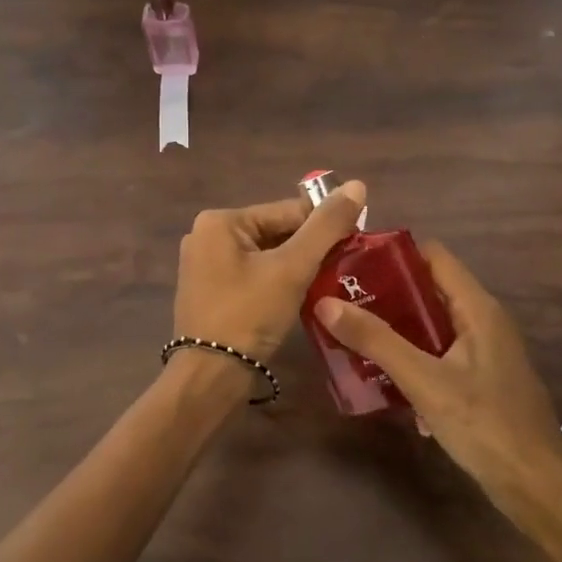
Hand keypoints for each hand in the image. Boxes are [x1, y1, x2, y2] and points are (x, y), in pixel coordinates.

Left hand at [174, 182, 367, 365]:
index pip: (286, 211)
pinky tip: (299, 298)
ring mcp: (204, 266)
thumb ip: (326, 226)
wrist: (210, 377)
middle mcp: (206, 236)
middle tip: (344, 268)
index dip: (324, 226)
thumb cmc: (249, 314)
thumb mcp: (292, 268)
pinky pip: (251, 275)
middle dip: (308, 249)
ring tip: (327, 283)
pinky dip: (275, 282)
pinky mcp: (208, 292)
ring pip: (264, 255)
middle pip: (274, 232)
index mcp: (220, 221)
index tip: (356, 242)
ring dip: (294, 267)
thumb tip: (357, 184)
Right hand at [316, 243, 561, 560]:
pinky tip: (381, 376)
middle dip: (384, 293)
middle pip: (428, 289)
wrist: (539, 490)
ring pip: (431, 324)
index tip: (350, 262)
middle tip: (340, 299)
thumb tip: (325, 302)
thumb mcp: (424, 381)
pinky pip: (438, 353)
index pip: (433, 256)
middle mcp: (483, 320)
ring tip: (350, 332)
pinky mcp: (480, 379)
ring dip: (394, 327)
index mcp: (477, 308)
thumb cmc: (486, 426)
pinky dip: (411, 356)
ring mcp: (484, 352)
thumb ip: (376, 340)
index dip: (392, 253)